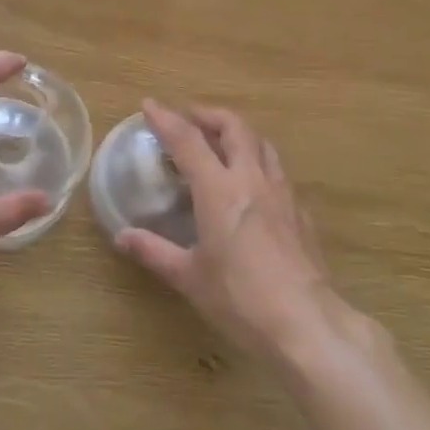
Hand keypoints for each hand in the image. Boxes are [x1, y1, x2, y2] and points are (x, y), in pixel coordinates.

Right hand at [114, 100, 345, 362]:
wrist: (307, 324)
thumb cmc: (241, 299)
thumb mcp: (190, 277)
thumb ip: (155, 251)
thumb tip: (122, 236)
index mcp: (219, 190)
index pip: (188, 140)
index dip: (166, 119)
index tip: (149, 105)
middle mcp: (252, 180)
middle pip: (234, 126)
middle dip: (208, 115)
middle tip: (189, 120)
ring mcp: (282, 194)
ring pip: (262, 144)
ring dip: (238, 134)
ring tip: (221, 144)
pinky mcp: (301, 213)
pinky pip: (277, 172)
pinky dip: (258, 164)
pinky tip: (251, 187)